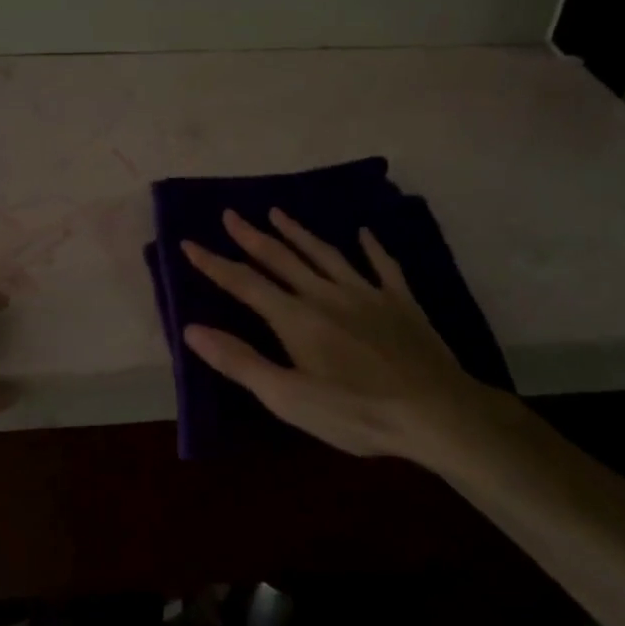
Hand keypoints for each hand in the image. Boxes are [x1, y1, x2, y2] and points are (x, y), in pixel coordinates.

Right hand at [180, 209, 516, 465]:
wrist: (436, 411)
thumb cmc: (356, 412)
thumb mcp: (288, 397)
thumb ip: (240, 361)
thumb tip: (192, 329)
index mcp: (296, 318)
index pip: (245, 283)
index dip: (214, 263)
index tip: (189, 243)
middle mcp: (327, 294)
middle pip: (282, 258)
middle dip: (252, 236)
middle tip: (231, 214)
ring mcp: (367, 293)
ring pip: (325, 254)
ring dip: (299, 233)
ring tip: (278, 213)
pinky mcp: (401, 302)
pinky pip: (382, 266)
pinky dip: (371, 247)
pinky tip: (364, 233)